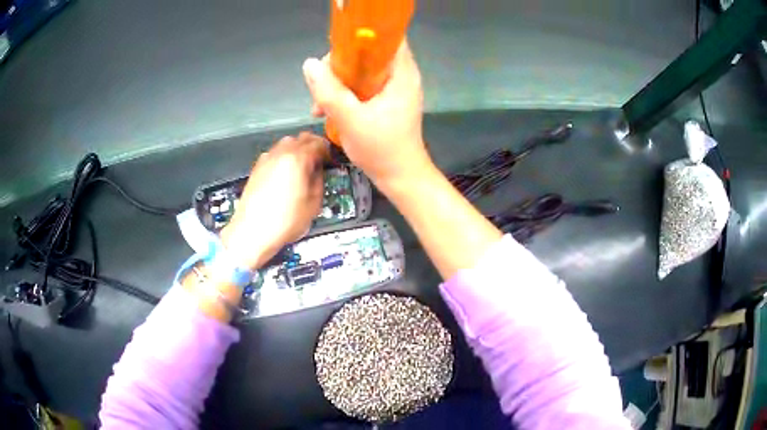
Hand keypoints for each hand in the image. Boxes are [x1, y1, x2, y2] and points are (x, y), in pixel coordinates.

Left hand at [220, 132, 327, 269]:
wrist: (252, 231)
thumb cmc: (286, 220)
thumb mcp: (314, 203)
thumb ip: (319, 180)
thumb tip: (318, 170)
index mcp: (297, 159)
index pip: (318, 143)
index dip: (328, 151)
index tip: (331, 161)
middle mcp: (281, 152)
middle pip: (301, 138)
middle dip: (313, 146)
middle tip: (319, 162)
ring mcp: (266, 158)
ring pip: (286, 143)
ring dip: (297, 149)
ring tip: (302, 167)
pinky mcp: (257, 167)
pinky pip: (275, 153)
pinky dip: (284, 156)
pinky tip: (285, 173)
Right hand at [302, 40, 431, 190]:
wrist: (400, 178)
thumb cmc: (382, 149)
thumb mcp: (350, 119)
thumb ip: (328, 90)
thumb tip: (309, 63)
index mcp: (402, 73)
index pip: (387, 37)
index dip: (362, 36)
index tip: (337, 48)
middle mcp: (401, 76)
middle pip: (369, 53)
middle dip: (341, 64)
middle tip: (322, 82)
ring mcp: (394, 89)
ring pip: (362, 71)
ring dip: (338, 82)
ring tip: (320, 103)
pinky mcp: (386, 101)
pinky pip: (362, 86)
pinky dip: (345, 93)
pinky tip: (326, 110)